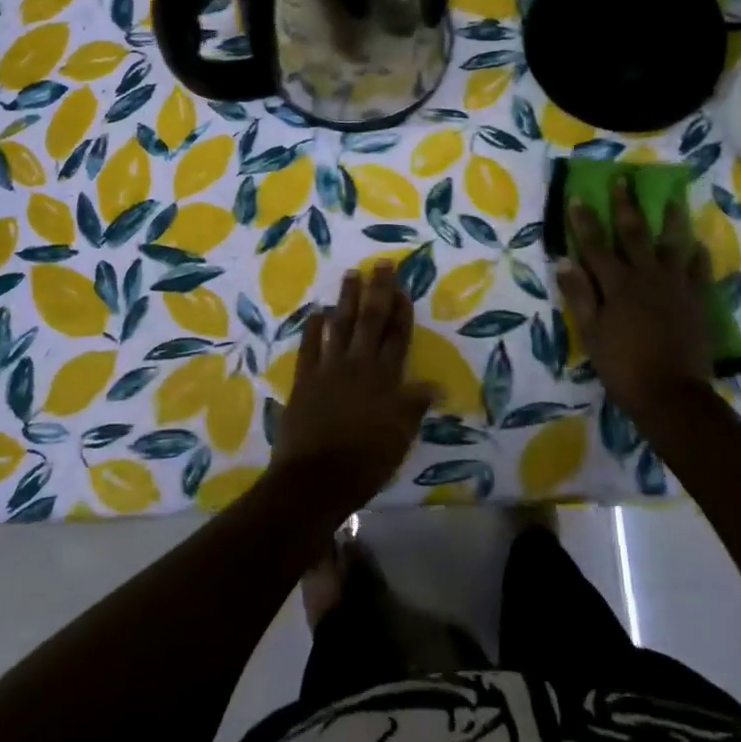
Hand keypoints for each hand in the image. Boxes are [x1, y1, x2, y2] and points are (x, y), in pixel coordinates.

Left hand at [274, 264, 433, 509]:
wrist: (316, 478)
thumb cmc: (366, 461)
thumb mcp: (400, 436)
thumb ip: (415, 406)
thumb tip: (436, 384)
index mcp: (386, 379)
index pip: (397, 337)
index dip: (402, 311)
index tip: (403, 288)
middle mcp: (359, 365)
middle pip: (371, 321)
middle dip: (378, 291)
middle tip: (381, 264)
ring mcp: (329, 369)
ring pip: (340, 325)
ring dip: (346, 299)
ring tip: (351, 275)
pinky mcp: (305, 379)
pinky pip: (309, 346)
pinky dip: (313, 328)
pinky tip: (316, 312)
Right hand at [554, 178, 715, 420]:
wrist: (670, 393)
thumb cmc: (622, 365)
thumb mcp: (592, 332)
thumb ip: (580, 295)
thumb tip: (564, 261)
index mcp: (616, 284)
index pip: (595, 244)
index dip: (585, 220)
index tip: (578, 196)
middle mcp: (646, 276)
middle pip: (634, 233)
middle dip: (627, 205)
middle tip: (626, 179)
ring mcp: (675, 286)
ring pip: (673, 244)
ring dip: (671, 220)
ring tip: (673, 199)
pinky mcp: (697, 301)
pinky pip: (699, 271)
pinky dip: (698, 256)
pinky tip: (698, 244)